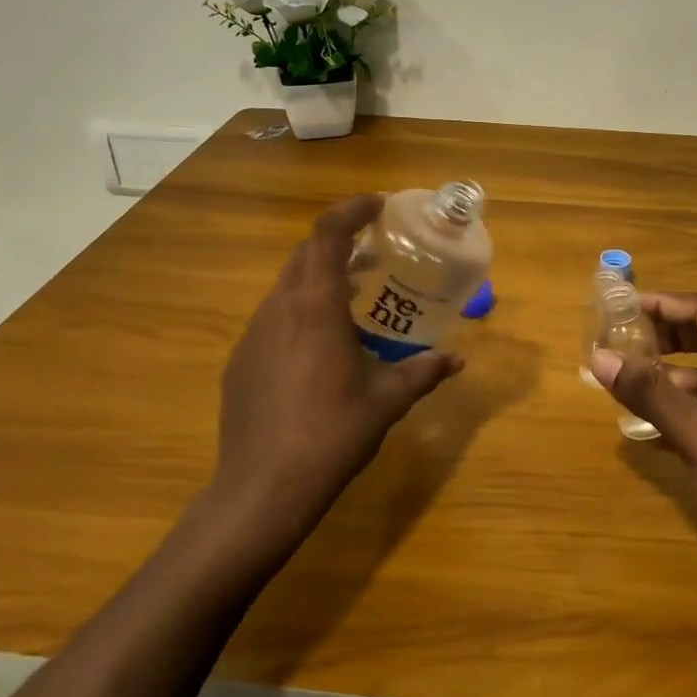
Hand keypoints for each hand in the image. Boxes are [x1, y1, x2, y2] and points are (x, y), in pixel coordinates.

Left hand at [208, 195, 463, 557]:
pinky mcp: (240, 360)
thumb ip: (423, 372)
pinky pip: (273, 317)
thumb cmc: (331, 435)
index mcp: (315, 307)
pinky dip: (300, 310)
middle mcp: (279, 308)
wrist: (261, 490)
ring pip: (286, 284)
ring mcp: (253, 334)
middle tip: (375, 252)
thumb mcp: (387, 401)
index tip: (379, 205)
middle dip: (339, 241)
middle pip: (305, 253)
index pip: (327, 233)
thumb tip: (457, 360)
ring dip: (319, 277)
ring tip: (353, 298)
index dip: (351, 209)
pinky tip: (319, 347)